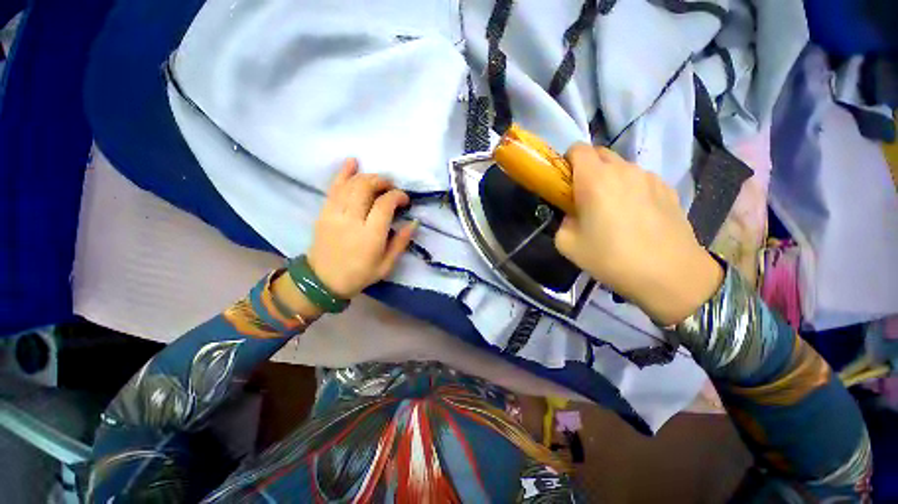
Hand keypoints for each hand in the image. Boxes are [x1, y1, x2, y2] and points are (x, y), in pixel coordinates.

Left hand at [306, 158, 417, 298]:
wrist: (323, 281)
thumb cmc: (359, 275)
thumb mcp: (386, 265)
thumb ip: (401, 242)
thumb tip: (414, 222)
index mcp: (370, 235)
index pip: (385, 204)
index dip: (397, 196)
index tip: (404, 200)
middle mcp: (352, 220)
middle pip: (367, 187)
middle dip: (383, 181)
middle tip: (391, 188)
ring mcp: (335, 214)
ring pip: (352, 184)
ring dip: (368, 177)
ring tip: (378, 181)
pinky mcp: (324, 212)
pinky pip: (334, 187)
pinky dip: (343, 173)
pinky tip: (352, 162)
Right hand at [554, 144, 722, 325]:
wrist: (670, 274)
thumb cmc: (611, 258)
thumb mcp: (567, 244)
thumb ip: (562, 221)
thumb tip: (573, 214)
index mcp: (595, 179)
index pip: (577, 149)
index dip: (567, 161)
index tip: (565, 182)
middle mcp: (623, 169)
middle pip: (600, 153)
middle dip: (586, 168)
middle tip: (583, 196)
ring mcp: (649, 177)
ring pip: (621, 167)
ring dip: (609, 179)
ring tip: (612, 209)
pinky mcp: (667, 188)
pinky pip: (640, 179)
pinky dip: (630, 188)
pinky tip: (635, 216)